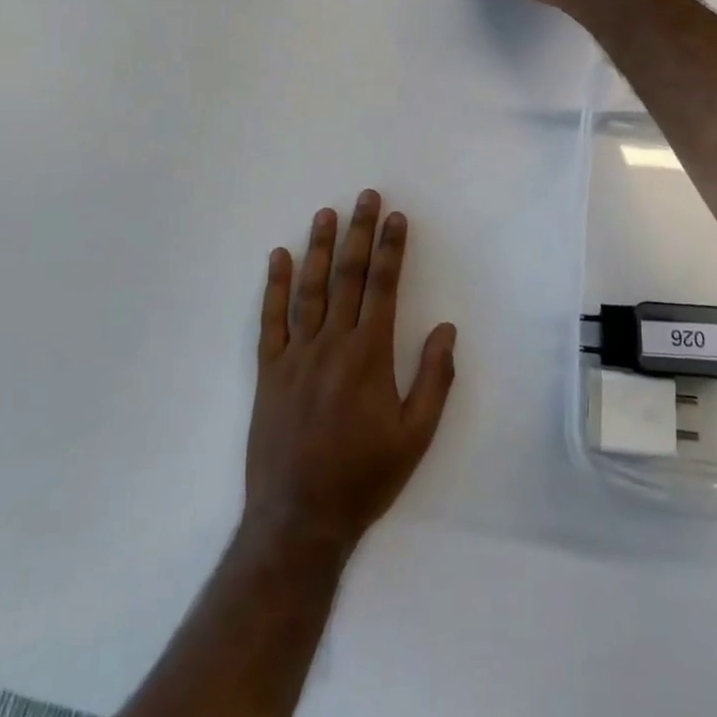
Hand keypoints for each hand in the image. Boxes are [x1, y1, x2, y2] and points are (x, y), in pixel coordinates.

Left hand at [244, 192, 455, 554]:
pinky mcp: (269, 371)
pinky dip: (275, 286)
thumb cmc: (365, 477)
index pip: (383, 287)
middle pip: (348, 276)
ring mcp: (296, 354)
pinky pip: (271, 320)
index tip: (396, 217)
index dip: (391, 248)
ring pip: (310, 289)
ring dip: (319, 247)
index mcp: (369, 355)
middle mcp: (332, 344)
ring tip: (326, 213)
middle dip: (359, 233)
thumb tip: (446, 328)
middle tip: (366, 197)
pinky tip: (278, 258)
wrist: (300, 519)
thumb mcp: (416, 436)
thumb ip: (434, 379)